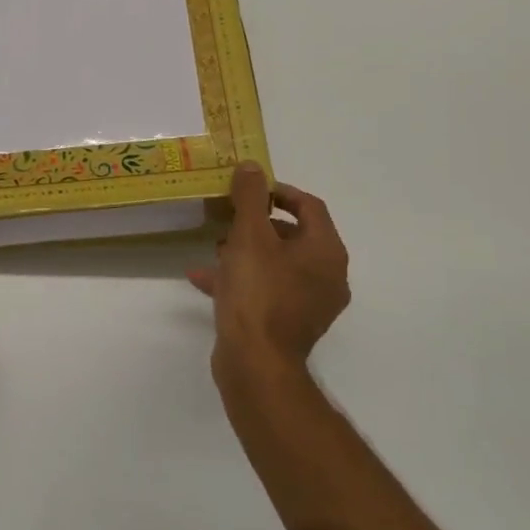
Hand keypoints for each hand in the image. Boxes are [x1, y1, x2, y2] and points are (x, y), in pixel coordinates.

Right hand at [190, 163, 350, 390]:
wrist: (256, 364)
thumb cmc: (257, 292)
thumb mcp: (249, 235)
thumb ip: (250, 197)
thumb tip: (252, 166)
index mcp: (326, 251)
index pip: (310, 206)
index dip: (279, 191)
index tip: (248, 189)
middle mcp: (326, 276)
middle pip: (293, 235)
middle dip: (257, 222)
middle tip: (228, 216)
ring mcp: (309, 303)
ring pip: (277, 264)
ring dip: (245, 251)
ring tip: (214, 246)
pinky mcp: (289, 324)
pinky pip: (266, 290)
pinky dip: (240, 279)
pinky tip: (202, 277)